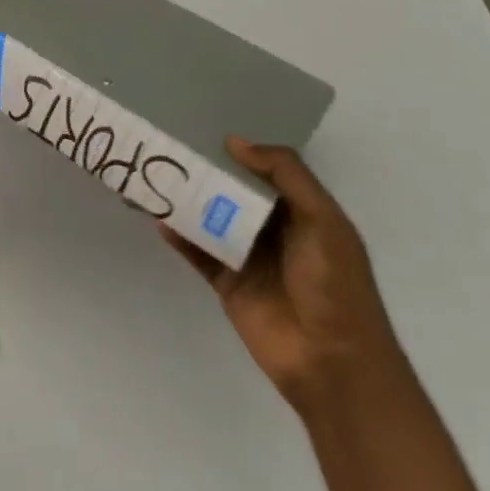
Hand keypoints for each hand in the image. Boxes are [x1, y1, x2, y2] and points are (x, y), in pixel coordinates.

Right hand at [164, 138, 404, 416]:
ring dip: (185, 200)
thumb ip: (285, 174)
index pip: (263, 171)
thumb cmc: (335, 284)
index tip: (201, 126)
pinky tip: (158, 218)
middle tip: (167, 145)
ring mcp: (247, 256)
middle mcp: (272, 229)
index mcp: (300, 211)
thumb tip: (234, 142)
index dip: (236, 151)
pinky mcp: (227, 282)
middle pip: (231, 192)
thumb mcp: (322, 220)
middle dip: (204, 171)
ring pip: (210, 218)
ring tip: (153, 176)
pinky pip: (198, 252)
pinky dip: (179, 235)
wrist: (333, 363)